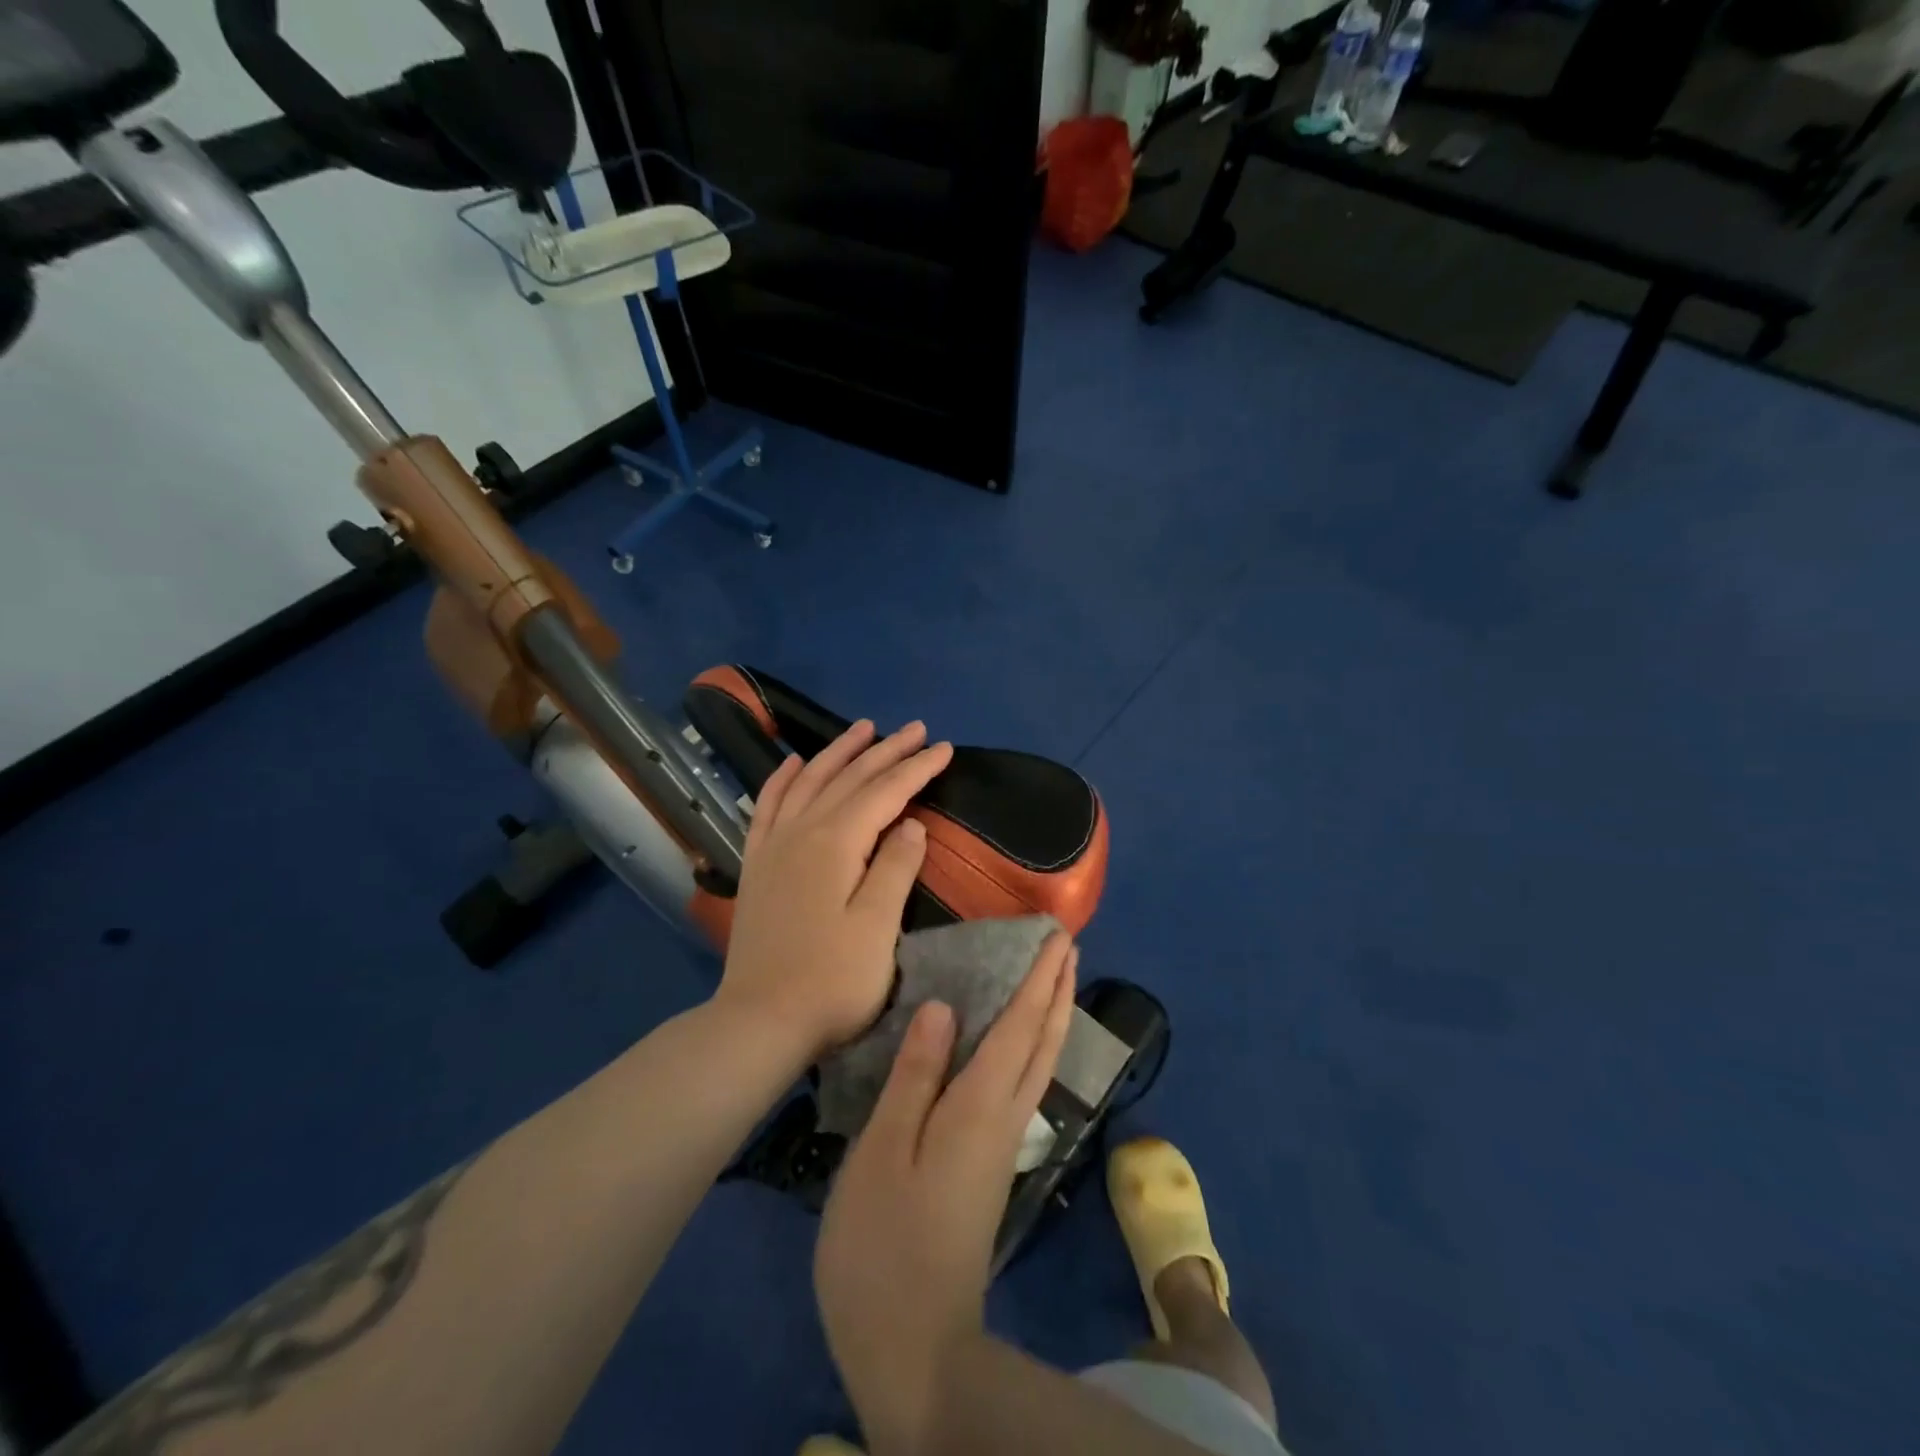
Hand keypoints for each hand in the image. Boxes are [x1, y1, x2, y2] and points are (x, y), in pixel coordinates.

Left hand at [716, 719, 953, 1064]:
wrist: (761, 1020)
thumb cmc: (832, 980)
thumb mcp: (878, 927)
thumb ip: (895, 867)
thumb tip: (910, 823)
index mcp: (836, 843)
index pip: (885, 792)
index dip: (916, 768)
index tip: (944, 748)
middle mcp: (802, 831)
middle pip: (849, 779)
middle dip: (886, 751)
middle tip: (916, 730)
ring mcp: (774, 846)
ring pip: (809, 782)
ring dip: (838, 752)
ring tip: (862, 729)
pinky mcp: (758, 864)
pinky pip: (768, 806)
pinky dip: (783, 779)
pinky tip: (792, 763)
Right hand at [814, 932, 1078, 1452]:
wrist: (914, 1344)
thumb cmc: (883, 1241)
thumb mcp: (883, 1151)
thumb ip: (915, 1075)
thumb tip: (944, 1006)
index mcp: (979, 1107)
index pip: (1019, 1027)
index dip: (1038, 979)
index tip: (1057, 937)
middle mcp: (1003, 1118)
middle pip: (1043, 1042)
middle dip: (1058, 989)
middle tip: (1068, 946)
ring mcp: (1001, 1145)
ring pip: (1040, 1065)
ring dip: (1052, 1016)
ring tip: (1056, 981)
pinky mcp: (991, 1166)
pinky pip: (1023, 1085)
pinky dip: (1033, 1048)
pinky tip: (1019, 1047)